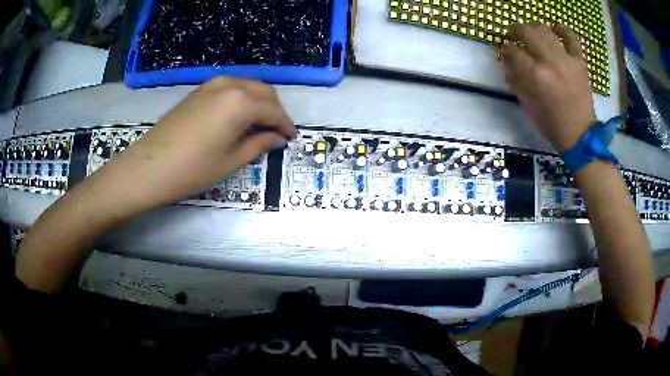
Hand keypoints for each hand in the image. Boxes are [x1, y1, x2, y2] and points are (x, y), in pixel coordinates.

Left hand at [117, 77, 296, 200]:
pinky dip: (242, 98)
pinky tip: (239, 115)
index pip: (274, 110)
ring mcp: (213, 84)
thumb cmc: (193, 169)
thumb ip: (259, 144)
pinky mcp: (200, 89)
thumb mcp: (232, 160)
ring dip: (259, 101)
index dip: (286, 125)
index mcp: (242, 102)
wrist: (150, 166)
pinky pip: (231, 87)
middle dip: (275, 110)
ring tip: (260, 123)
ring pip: (248, 86)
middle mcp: (230, 85)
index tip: (292, 137)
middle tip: (277, 131)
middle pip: (264, 91)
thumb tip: (278, 137)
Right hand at [500, 24, 595, 152]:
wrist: (580, 136)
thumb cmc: (551, 124)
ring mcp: (566, 60)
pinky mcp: (579, 62)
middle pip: (526, 32)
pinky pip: (571, 38)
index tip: (505, 52)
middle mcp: (549, 62)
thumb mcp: (527, 105)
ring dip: (534, 29)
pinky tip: (555, 29)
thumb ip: (515, 80)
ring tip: (533, 34)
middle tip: (514, 36)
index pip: (512, 51)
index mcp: (534, 76)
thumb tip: (507, 63)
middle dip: (515, 31)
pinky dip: (563, 30)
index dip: (505, 49)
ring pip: (545, 30)